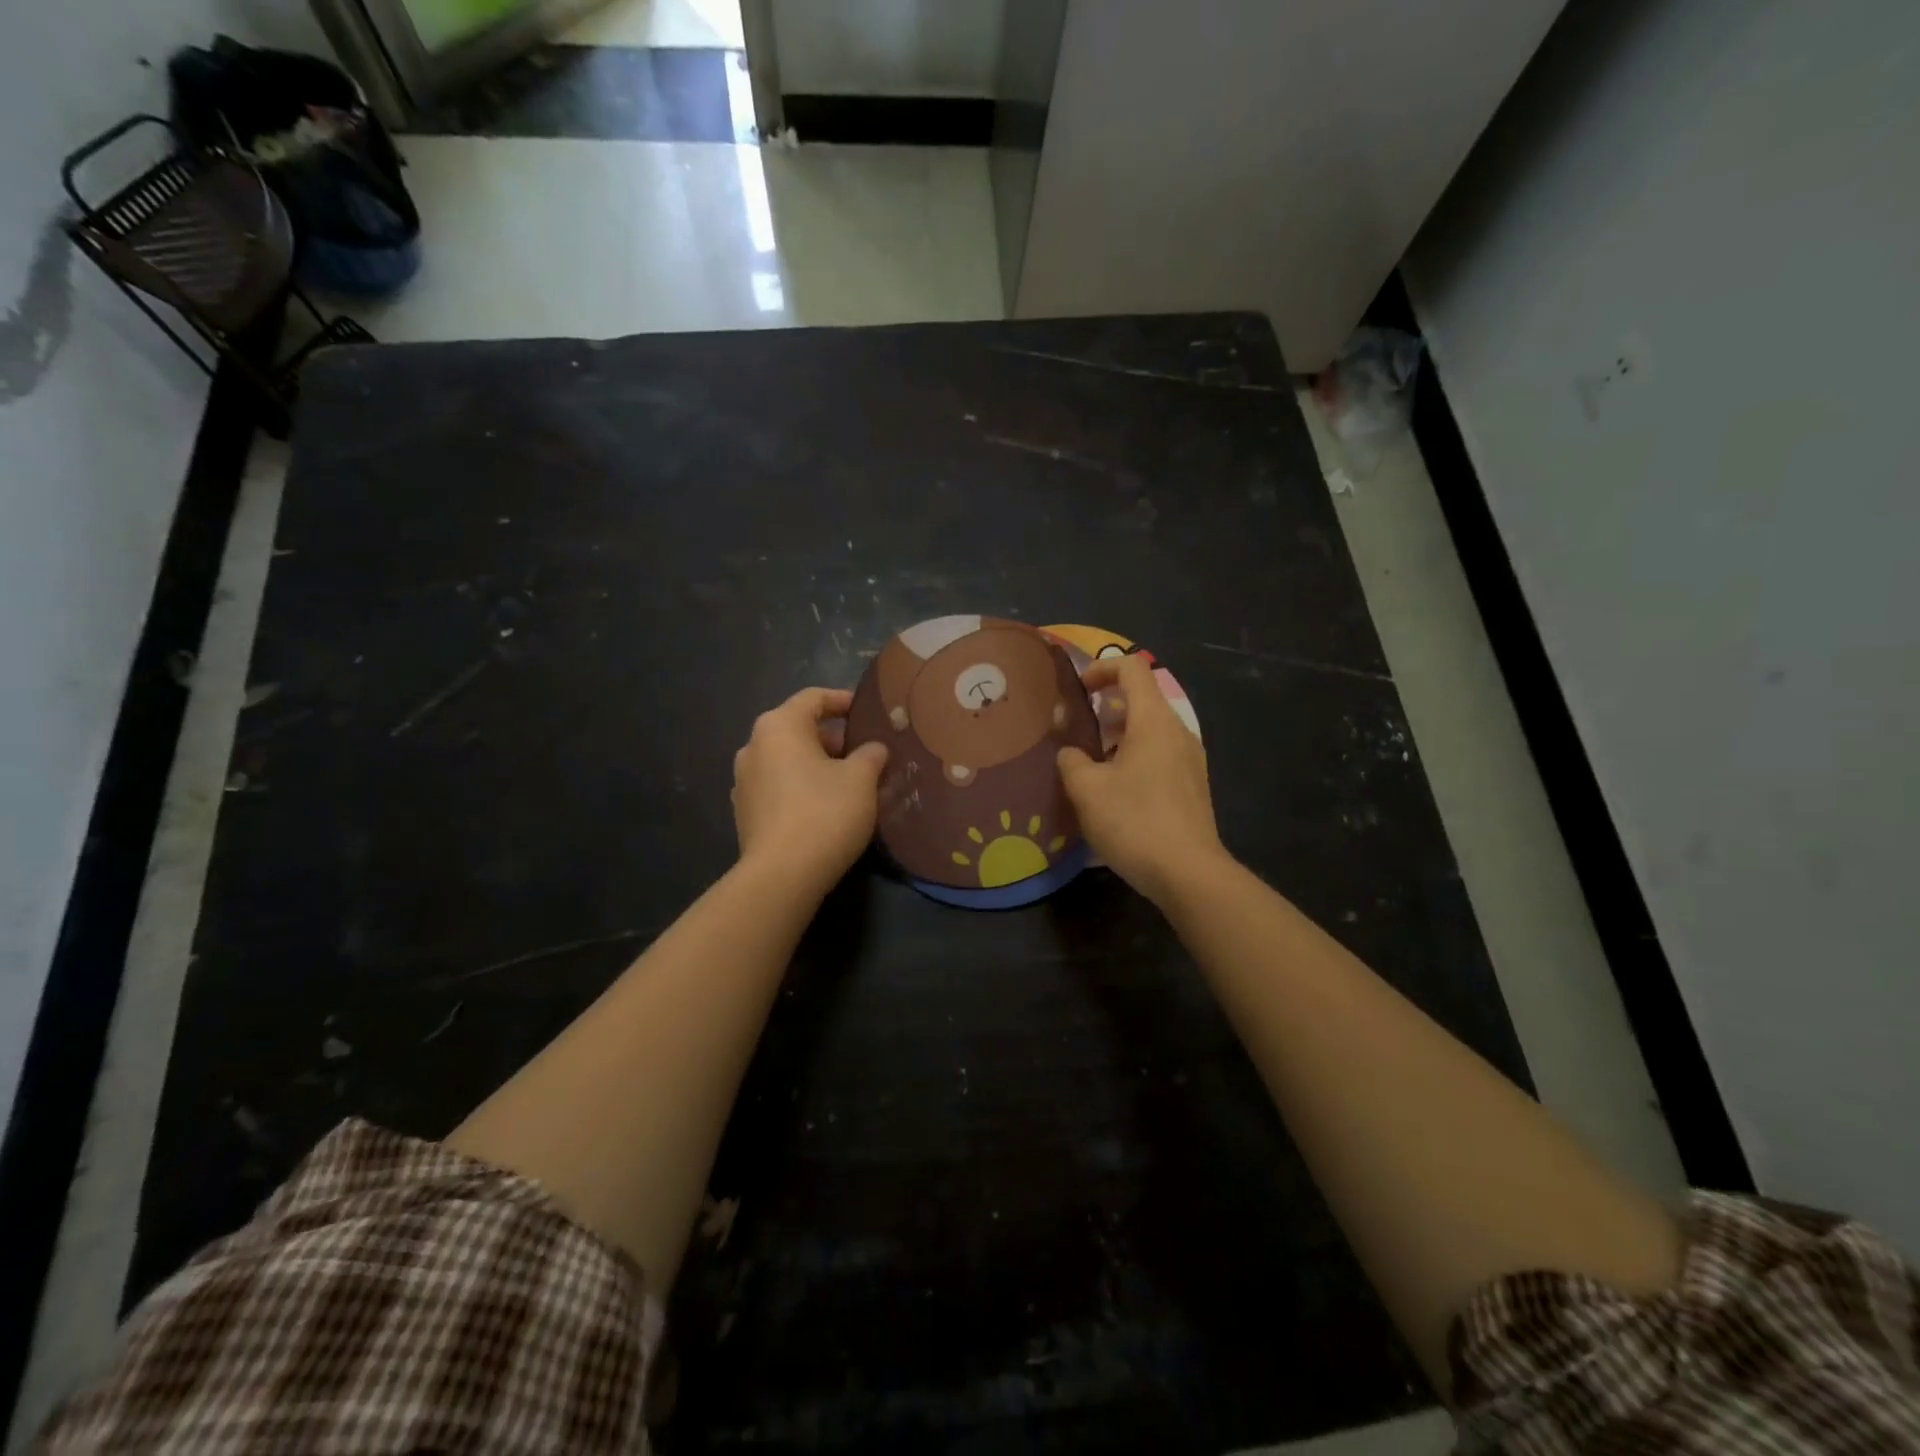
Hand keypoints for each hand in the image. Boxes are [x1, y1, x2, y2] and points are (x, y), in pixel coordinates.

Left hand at [733, 687, 888, 893]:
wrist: (782, 875)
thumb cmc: (824, 813)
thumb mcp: (861, 779)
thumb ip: (870, 755)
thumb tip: (873, 749)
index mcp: (779, 726)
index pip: (814, 698)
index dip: (843, 700)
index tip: (867, 712)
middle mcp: (753, 746)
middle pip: (798, 729)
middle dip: (833, 739)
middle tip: (865, 754)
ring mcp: (744, 781)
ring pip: (788, 760)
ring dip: (817, 765)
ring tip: (849, 783)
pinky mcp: (745, 812)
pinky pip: (778, 787)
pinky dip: (801, 788)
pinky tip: (825, 808)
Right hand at [1058, 655, 1226, 904]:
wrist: (1188, 873)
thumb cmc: (1134, 821)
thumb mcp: (1086, 789)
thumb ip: (1071, 760)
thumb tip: (1071, 752)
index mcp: (1153, 720)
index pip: (1131, 667)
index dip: (1101, 668)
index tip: (1078, 692)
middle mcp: (1177, 731)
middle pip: (1142, 698)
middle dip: (1106, 706)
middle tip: (1077, 730)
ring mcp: (1190, 759)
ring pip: (1151, 729)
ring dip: (1119, 735)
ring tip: (1091, 762)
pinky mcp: (1192, 785)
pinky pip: (1160, 754)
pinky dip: (1135, 756)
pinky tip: (1115, 790)